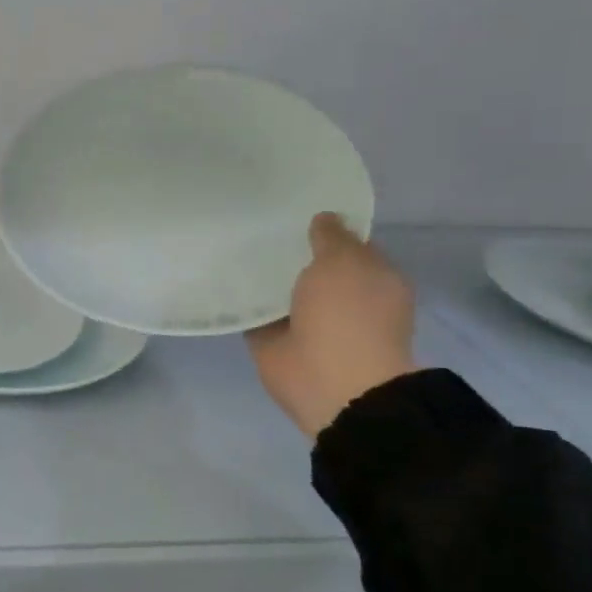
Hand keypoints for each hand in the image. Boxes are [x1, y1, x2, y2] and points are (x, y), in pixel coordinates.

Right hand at [248, 213, 417, 438]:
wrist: (331, 382)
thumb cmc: (349, 315)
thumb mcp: (345, 261)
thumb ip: (332, 237)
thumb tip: (324, 218)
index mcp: (371, 279)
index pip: (348, 245)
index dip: (325, 227)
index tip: (293, 209)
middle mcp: (341, 298)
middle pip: (310, 266)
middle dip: (288, 249)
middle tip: (254, 222)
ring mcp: (307, 321)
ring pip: (281, 289)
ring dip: (262, 276)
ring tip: (230, 244)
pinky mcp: (274, 340)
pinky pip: (254, 313)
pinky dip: (241, 302)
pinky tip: (220, 279)